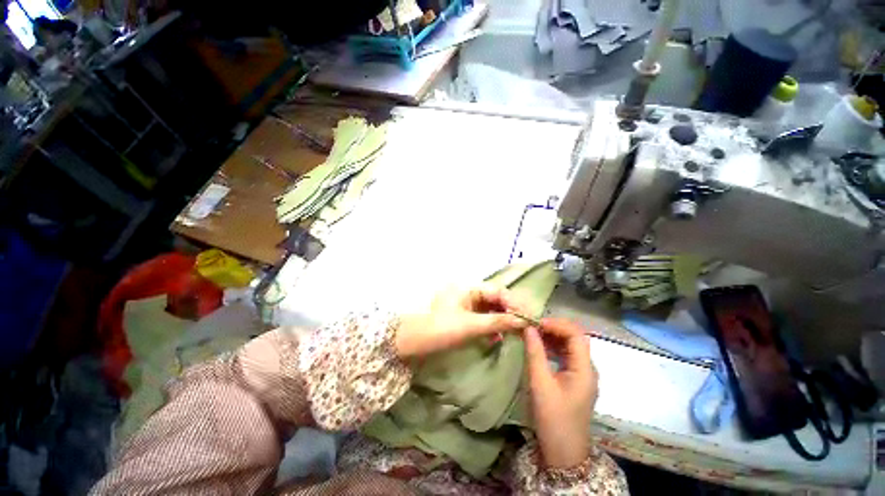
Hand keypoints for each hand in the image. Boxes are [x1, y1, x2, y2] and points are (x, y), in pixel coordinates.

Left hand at [394, 285, 529, 357]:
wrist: (415, 343)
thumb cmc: (442, 329)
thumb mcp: (471, 325)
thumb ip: (497, 322)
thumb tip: (523, 320)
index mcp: (468, 288)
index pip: (497, 291)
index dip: (513, 303)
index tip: (526, 317)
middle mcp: (469, 293)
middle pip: (495, 299)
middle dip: (509, 312)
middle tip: (524, 326)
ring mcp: (466, 305)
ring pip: (490, 309)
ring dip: (502, 320)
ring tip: (514, 333)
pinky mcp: (465, 317)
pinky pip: (483, 318)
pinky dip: (492, 326)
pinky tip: (499, 337)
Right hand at [523, 318, 598, 468]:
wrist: (563, 453)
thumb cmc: (553, 419)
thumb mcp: (540, 384)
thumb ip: (535, 353)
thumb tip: (528, 328)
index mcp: (585, 369)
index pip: (576, 335)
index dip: (556, 324)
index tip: (535, 323)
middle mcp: (587, 368)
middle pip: (575, 337)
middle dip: (554, 327)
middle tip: (532, 326)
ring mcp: (582, 374)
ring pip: (570, 345)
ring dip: (552, 336)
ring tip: (533, 333)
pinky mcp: (574, 379)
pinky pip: (565, 355)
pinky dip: (552, 347)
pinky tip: (539, 347)